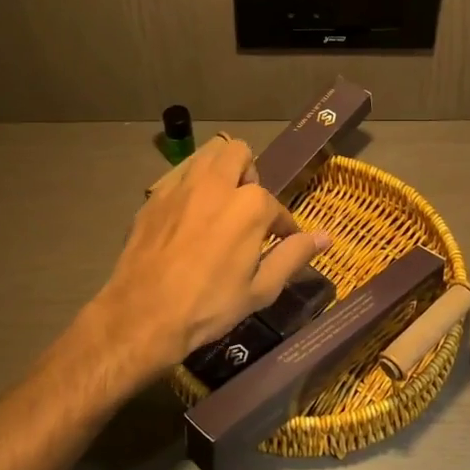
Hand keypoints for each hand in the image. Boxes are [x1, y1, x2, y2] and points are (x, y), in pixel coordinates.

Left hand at [80, 135, 331, 388]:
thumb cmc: (209, 305)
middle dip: (249, 174)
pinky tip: (187, 218)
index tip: (279, 242)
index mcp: (250, 205)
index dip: (282, 226)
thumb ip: (294, 255)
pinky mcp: (154, 196)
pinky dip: (190, 187)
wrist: (143, 315)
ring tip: (219, 204)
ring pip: (206, 154)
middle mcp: (216, 183)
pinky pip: (179, 176)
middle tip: (246, 208)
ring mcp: (181, 186)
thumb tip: (326, 237)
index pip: (276, 206)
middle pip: (239, 153)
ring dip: (219, 170)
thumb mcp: (261, 289)